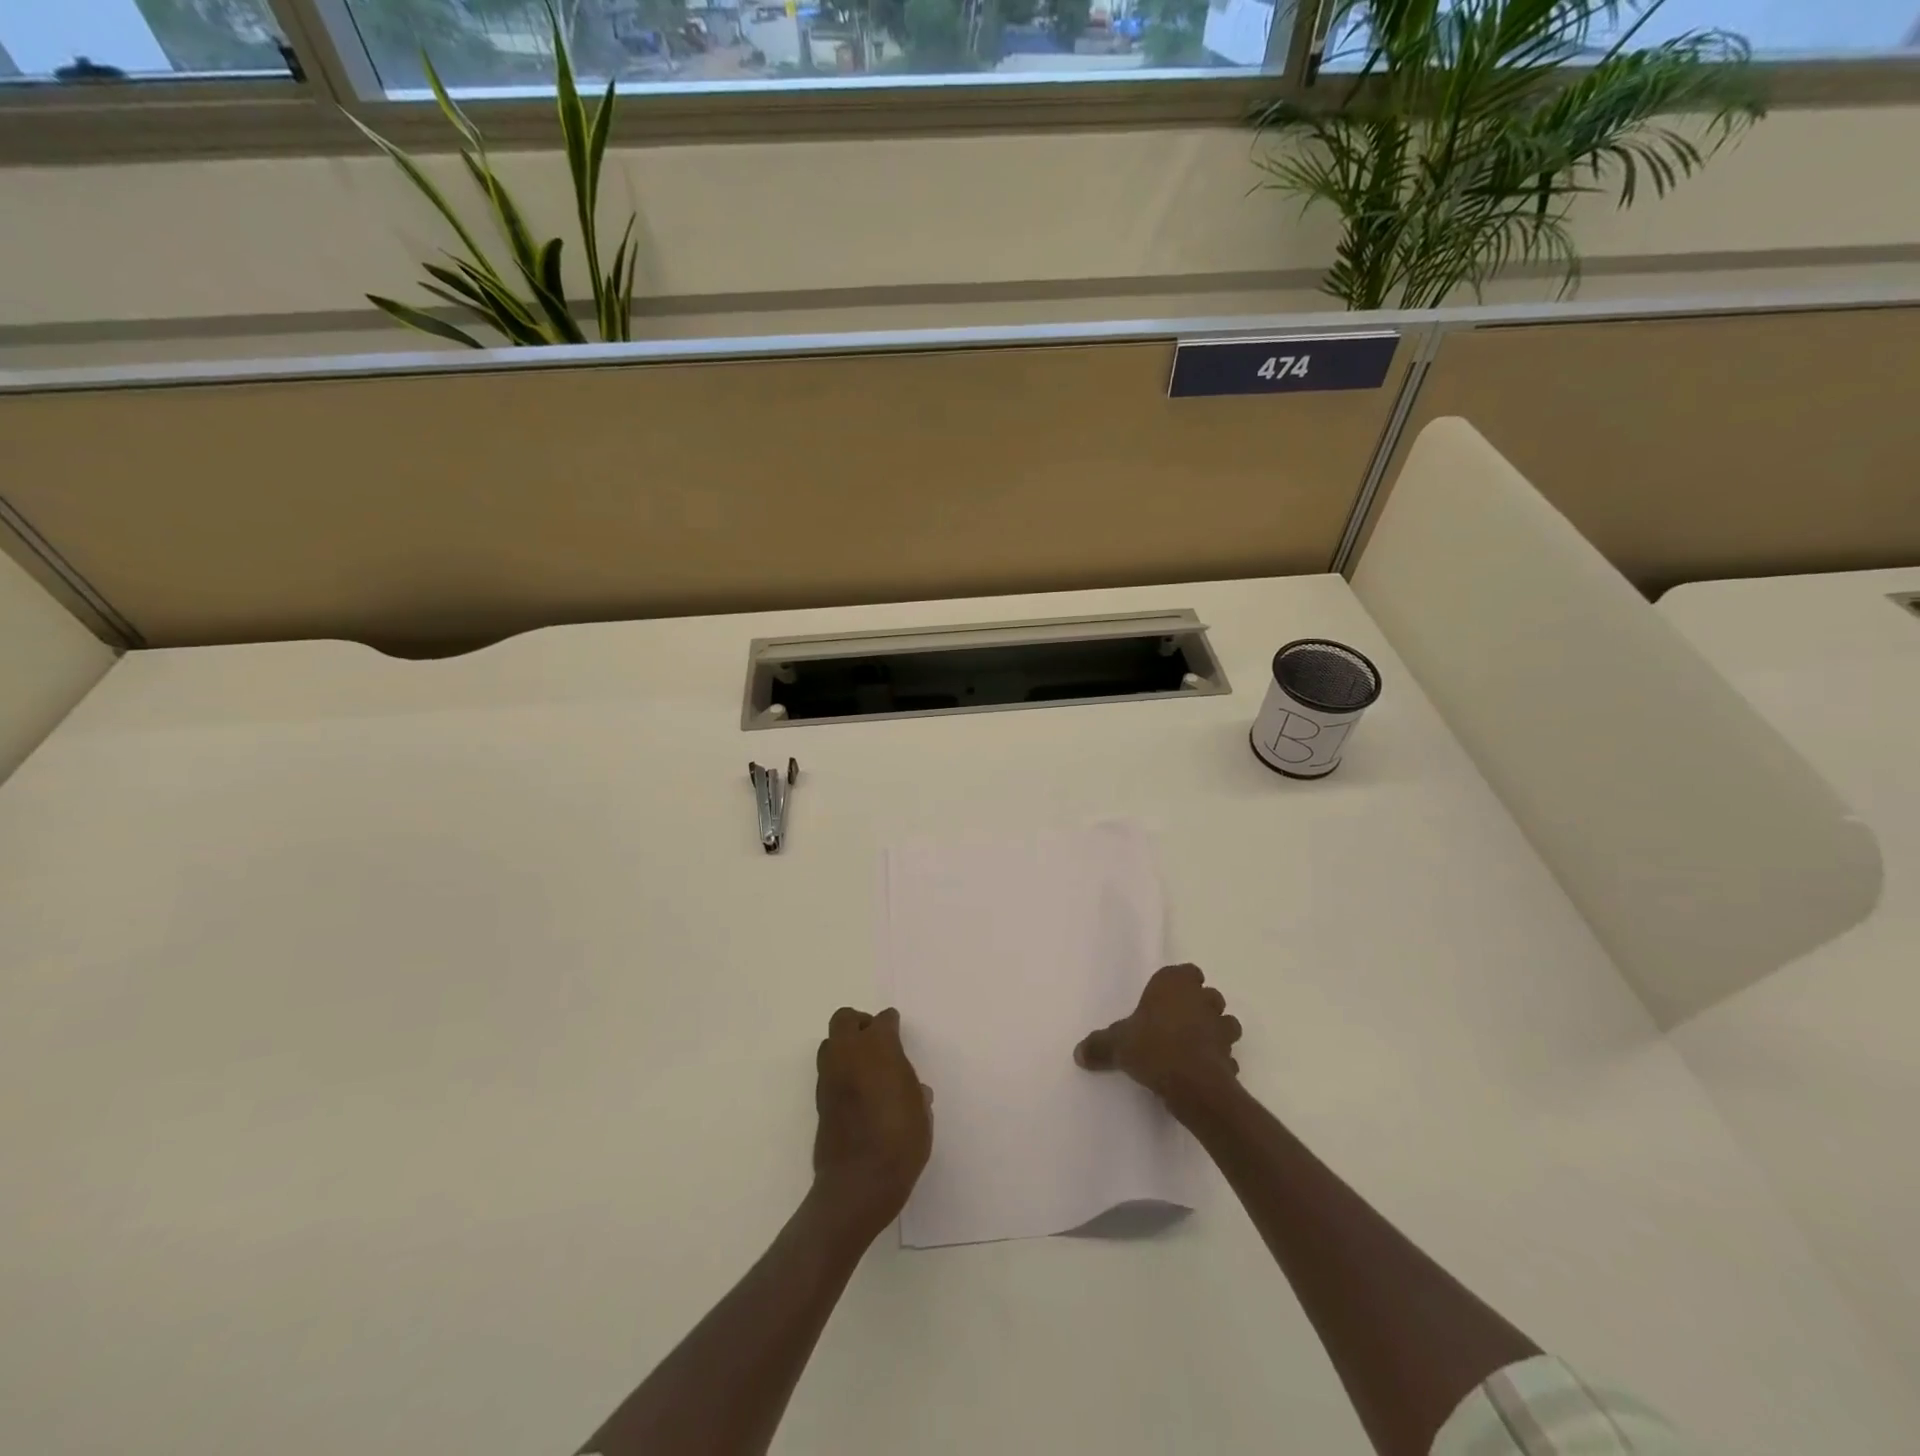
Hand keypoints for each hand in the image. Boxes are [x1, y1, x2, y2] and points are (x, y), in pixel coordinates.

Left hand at [812, 1007, 931, 1234]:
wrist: (858, 1183)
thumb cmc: (900, 1142)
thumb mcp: (921, 1114)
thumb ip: (914, 1093)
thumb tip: (914, 1091)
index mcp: (879, 1048)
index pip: (883, 1021)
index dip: (892, 1024)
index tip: (897, 1030)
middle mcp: (849, 1053)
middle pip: (845, 1019)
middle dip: (859, 1023)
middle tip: (875, 1040)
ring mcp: (829, 1077)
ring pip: (829, 1044)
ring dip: (844, 1047)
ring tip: (863, 1067)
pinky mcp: (819, 1101)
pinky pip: (827, 1072)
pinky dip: (839, 1073)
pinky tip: (855, 1093)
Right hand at [1074, 963, 1242, 1109]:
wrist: (1192, 1084)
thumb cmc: (1152, 1047)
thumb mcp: (1117, 1045)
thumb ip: (1099, 1046)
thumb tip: (1078, 1052)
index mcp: (1175, 985)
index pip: (1187, 971)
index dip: (1180, 983)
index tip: (1166, 997)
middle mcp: (1202, 1001)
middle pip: (1208, 995)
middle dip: (1199, 1006)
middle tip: (1176, 1022)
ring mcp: (1221, 1029)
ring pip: (1226, 1022)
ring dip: (1215, 1031)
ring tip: (1195, 1045)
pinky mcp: (1231, 1057)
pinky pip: (1226, 1055)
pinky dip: (1218, 1061)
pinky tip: (1202, 1071)